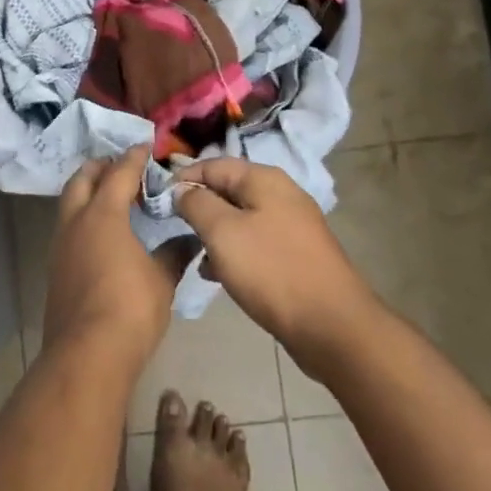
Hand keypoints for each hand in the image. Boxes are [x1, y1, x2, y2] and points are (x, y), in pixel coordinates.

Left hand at [42, 148, 175, 366]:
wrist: (87, 354)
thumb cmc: (130, 308)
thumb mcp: (162, 279)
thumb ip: (175, 253)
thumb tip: (192, 238)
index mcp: (103, 215)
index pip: (119, 173)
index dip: (133, 158)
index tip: (145, 147)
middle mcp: (76, 222)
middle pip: (82, 179)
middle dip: (101, 167)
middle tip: (122, 167)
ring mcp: (60, 245)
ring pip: (69, 203)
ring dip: (87, 192)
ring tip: (112, 197)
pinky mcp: (55, 269)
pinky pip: (68, 228)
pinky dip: (83, 218)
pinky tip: (102, 234)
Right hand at [172, 159, 376, 365]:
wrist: (332, 326)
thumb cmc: (271, 270)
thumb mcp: (222, 232)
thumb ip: (196, 204)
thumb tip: (182, 189)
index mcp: (264, 179)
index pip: (212, 165)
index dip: (182, 180)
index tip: (158, 204)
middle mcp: (280, 194)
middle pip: (227, 190)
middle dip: (199, 208)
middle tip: (175, 231)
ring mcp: (291, 225)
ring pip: (239, 219)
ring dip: (214, 234)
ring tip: (196, 256)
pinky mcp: (295, 254)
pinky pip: (255, 243)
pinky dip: (234, 253)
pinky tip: (219, 275)